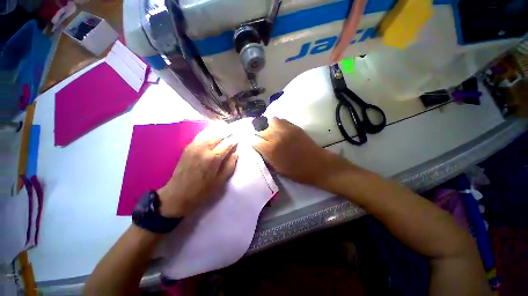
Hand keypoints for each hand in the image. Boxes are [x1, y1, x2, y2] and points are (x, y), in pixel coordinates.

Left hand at [157, 128, 237, 217]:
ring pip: (209, 132)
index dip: (235, 139)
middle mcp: (203, 148)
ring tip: (227, 128)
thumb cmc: (202, 191)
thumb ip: (230, 165)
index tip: (241, 136)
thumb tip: (236, 152)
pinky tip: (213, 131)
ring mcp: (194, 146)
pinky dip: (209, 131)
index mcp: (213, 158)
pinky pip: (201, 135)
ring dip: (219, 130)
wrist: (177, 194)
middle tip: (235, 131)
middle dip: (229, 132)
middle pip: (219, 135)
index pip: (228, 143)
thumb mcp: (220, 181)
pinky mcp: (188, 147)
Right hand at [252, 118, 350, 187]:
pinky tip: (275, 127)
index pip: (254, 141)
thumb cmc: (296, 171)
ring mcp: (285, 128)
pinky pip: (279, 119)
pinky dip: (274, 122)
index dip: (252, 143)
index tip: (253, 145)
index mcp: (271, 149)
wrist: (317, 164)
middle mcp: (275, 136)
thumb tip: (258, 149)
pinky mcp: (293, 125)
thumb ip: (266, 157)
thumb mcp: (277, 169)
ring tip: (266, 130)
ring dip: (265, 125)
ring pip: (268, 120)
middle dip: (257, 134)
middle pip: (259, 129)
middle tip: (259, 138)